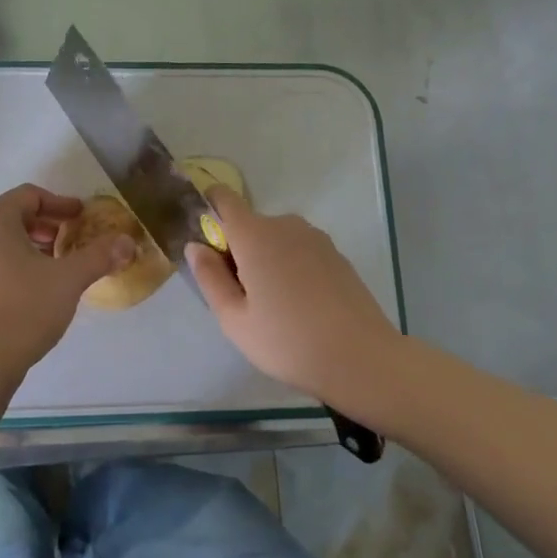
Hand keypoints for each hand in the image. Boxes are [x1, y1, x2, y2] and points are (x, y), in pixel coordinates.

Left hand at [0, 184, 135, 370]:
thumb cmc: (25, 306)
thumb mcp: (69, 278)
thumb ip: (99, 256)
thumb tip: (127, 242)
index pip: (30, 196)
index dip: (60, 204)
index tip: (82, 218)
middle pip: (11, 218)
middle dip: (44, 228)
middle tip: (70, 243)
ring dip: (27, 249)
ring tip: (53, 269)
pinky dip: (9, 267)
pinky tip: (29, 291)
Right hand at [187, 187, 403, 402]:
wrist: (361, 358)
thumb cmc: (287, 341)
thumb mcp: (234, 318)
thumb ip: (209, 277)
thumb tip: (195, 246)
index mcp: (255, 235)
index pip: (224, 199)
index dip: (209, 208)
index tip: (204, 239)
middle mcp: (286, 225)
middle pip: (250, 224)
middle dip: (237, 249)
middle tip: (238, 295)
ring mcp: (316, 238)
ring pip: (276, 239)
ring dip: (265, 259)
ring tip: (271, 305)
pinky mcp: (336, 255)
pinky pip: (299, 251)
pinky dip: (290, 267)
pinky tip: (299, 306)